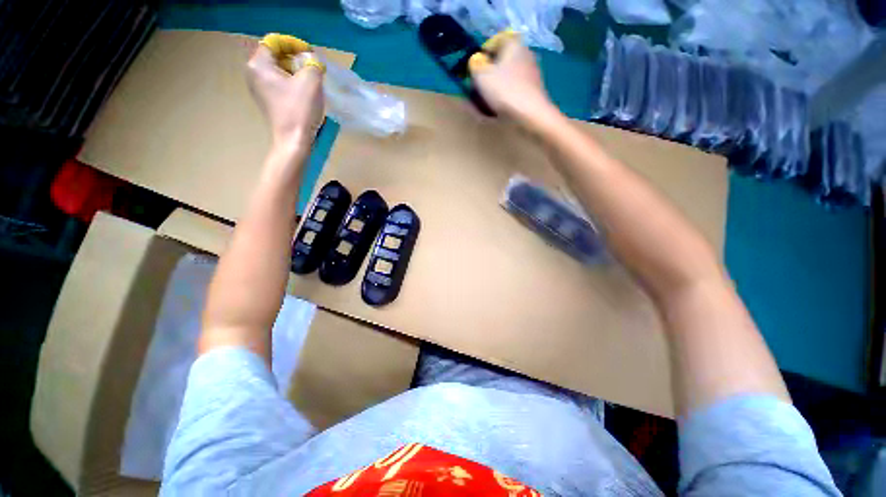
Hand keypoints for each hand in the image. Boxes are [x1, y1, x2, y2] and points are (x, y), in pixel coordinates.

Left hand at [246, 40, 324, 152]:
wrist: (294, 141)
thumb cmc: (299, 109)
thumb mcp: (311, 80)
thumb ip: (312, 63)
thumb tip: (312, 61)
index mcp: (259, 64)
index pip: (275, 42)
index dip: (294, 44)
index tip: (311, 55)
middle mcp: (254, 74)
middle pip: (276, 56)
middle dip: (296, 59)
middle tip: (313, 68)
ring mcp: (259, 90)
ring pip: (279, 71)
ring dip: (296, 72)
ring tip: (312, 81)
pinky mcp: (268, 102)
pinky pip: (280, 85)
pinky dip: (293, 84)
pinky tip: (305, 94)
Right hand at [468, 31, 556, 124]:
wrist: (531, 114)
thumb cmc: (505, 90)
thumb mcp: (481, 76)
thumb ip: (474, 66)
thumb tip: (475, 63)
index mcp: (513, 44)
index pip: (496, 40)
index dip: (483, 52)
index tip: (475, 67)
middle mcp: (524, 54)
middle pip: (501, 61)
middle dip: (488, 73)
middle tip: (477, 87)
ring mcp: (531, 74)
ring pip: (507, 78)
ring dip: (494, 88)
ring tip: (483, 102)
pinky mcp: (533, 91)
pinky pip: (513, 92)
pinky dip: (503, 98)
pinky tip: (496, 111)